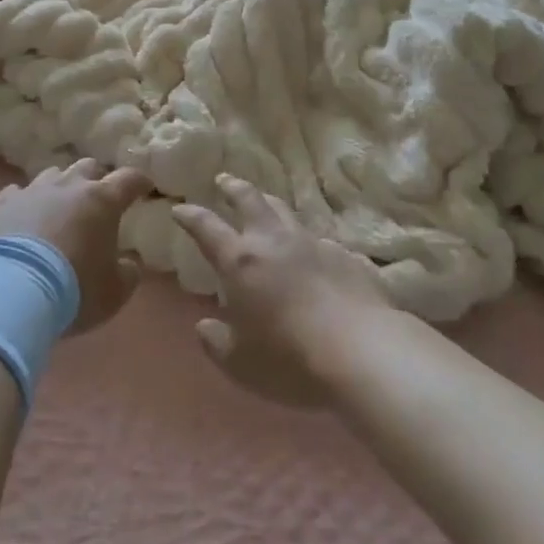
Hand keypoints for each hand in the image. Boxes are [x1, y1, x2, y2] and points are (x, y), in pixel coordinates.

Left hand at [0, 159, 155, 333]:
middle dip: (97, 179)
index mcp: (102, 201)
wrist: (8, 292)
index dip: (139, 182)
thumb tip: (129, 262)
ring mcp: (31, 191)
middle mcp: (67, 186)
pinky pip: (17, 193)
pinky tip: (23, 218)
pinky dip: (26, 203)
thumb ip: (128, 272)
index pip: (129, 179)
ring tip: (59, 208)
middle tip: (99, 199)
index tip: (144, 187)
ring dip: (60, 188)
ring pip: (52, 175)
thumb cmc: (73, 289)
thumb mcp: (114, 292)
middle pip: (88, 167)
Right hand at [172, 174, 394, 406]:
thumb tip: (204, 327)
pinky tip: (313, 254)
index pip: (207, 228)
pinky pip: (321, 241)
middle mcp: (274, 242)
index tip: (179, 208)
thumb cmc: (290, 360)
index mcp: (240, 262)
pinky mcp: (347, 256)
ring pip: (287, 212)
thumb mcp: (240, 363)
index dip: (190, 216)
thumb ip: (217, 342)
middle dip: (233, 187)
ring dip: (271, 206)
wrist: (364, 352)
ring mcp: (314, 244)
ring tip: (266, 205)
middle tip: (224, 179)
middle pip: (250, 201)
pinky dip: (308, 242)